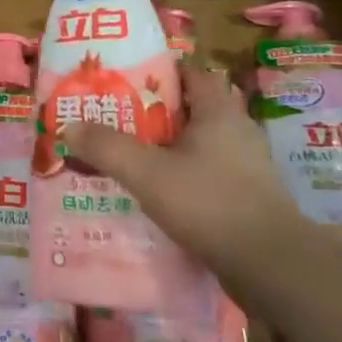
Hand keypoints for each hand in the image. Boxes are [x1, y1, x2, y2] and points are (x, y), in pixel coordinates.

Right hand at [64, 66, 308, 279]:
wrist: (273, 268)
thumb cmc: (210, 204)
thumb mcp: (146, 172)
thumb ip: (106, 146)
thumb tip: (69, 125)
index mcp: (219, 111)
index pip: (191, 73)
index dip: (158, 72)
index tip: (125, 81)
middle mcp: (238, 131)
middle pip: (192, 109)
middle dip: (155, 113)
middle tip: (118, 119)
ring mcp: (248, 167)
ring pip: (200, 145)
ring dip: (169, 148)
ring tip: (131, 157)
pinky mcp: (250, 198)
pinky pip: (209, 174)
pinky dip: (184, 177)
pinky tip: (158, 193)